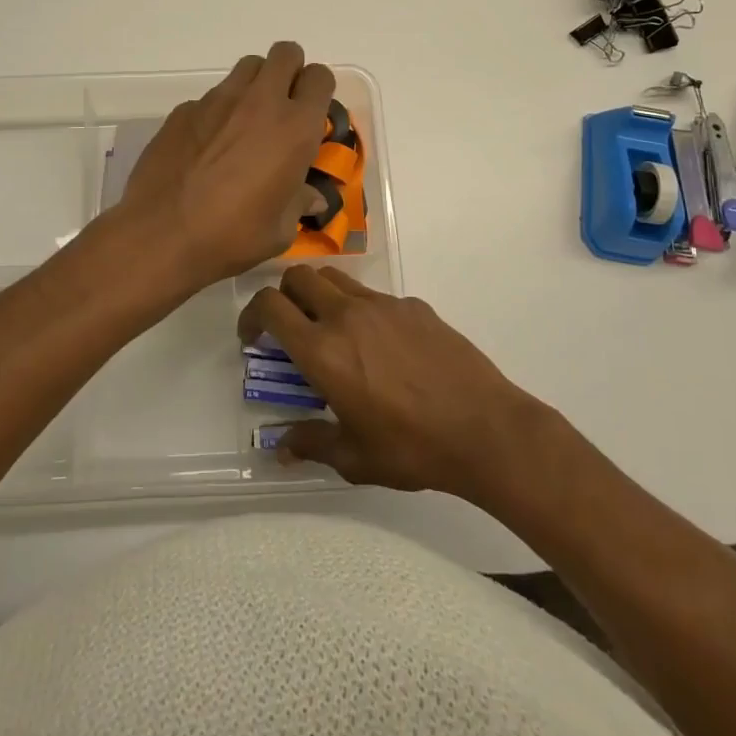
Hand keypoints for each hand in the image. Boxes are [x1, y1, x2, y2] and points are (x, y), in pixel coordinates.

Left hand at [120, 43, 335, 287]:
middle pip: (286, 53)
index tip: (312, 113)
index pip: (320, 77)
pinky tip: (207, 145)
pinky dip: (218, 111)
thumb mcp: (280, 230)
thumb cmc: (233, 234)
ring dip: (256, 84)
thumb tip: (313, 197)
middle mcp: (260, 102)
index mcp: (295, 128)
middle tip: (283, 106)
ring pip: (248, 67)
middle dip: (290, 72)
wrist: (162, 232)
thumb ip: (299, 203)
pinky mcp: (185, 109)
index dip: (318, 90)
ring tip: (246, 121)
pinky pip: (212, 96)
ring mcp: (218, 100)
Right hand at [238, 266, 554, 502]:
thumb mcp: (354, 457)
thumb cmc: (412, 448)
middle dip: (284, 295)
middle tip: (290, 327)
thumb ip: (312, 444)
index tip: (252, 337)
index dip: (251, 315)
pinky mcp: (413, 305)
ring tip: (332, 330)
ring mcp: (382, 305)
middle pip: (298, 277)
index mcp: (322, 350)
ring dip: (320, 295)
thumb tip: (281, 449)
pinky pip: (374, 295)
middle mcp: (346, 315)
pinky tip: (382, 347)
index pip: (269, 307)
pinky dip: (362, 310)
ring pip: (335, 278)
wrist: (485, 429)